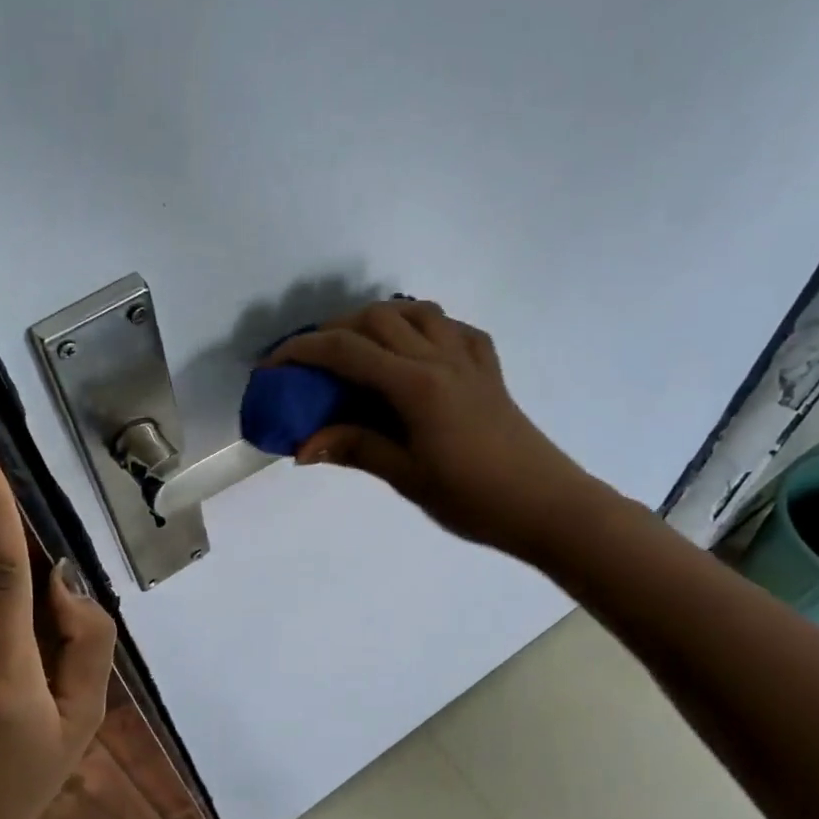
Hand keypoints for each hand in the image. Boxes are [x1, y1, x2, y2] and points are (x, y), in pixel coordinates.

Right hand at [268, 300, 598, 558]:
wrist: (546, 506)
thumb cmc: (473, 498)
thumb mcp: (407, 477)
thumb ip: (355, 449)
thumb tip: (302, 448)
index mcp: (416, 386)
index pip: (347, 351)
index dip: (302, 351)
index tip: (272, 364)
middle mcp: (441, 358)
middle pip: (378, 318)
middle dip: (335, 329)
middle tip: (311, 360)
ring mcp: (470, 359)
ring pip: (417, 312)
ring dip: (379, 320)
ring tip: (357, 348)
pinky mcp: (490, 370)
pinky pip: (453, 329)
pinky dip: (423, 328)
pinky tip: (414, 352)